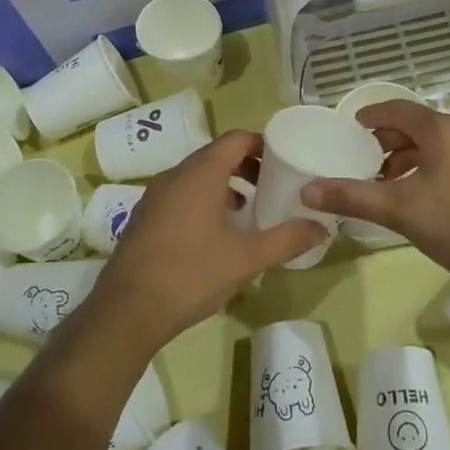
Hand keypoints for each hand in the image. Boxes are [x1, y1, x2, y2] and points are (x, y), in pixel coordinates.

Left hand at [90, 131, 324, 347]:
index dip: (261, 144)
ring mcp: (155, 196)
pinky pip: (180, 195)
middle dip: (246, 167)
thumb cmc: (192, 273)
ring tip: (248, 212)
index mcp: (201, 173)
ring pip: (196, 177)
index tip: (284, 161)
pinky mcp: (144, 218)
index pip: (235, 139)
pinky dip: (202, 201)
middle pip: (216, 156)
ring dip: (224, 186)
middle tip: (271, 187)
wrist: (128, 310)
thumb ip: (286, 239)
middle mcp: (175, 175)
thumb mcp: (247, 258)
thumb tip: (321, 228)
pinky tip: (215, 235)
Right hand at [303, 102, 449, 293]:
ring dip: (411, 156)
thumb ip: (352, 197)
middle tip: (364, 159)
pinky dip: (432, 166)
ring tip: (390, 181)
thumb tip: (306, 190)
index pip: (397, 109)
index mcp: (441, 129)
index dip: (371, 116)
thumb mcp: (399, 210)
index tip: (352, 127)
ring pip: (438, 143)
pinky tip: (425, 195)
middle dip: (389, 140)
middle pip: (418, 125)